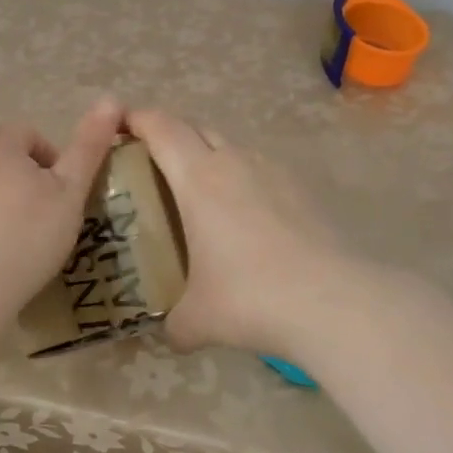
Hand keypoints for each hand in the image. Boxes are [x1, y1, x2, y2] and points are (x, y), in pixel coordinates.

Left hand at [0, 98, 123, 318]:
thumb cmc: (28, 235)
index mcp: (1, 145)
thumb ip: (90, 146)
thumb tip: (112, 99)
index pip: (29, 134)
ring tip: (10, 232)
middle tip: (41, 215)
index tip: (62, 192)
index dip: (50, 158)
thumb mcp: (71, 192)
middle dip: (20, 175)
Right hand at [126, 109, 374, 363]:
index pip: (161, 128)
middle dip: (171, 136)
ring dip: (210, 157)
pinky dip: (244, 180)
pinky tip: (247, 219)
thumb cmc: (250, 298)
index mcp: (198, 178)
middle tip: (153, 164)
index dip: (138, 119)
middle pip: (195, 128)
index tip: (120, 125)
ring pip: (232, 147)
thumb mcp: (198, 319)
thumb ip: (175, 322)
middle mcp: (234, 161)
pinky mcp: (302, 188)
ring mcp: (273, 171)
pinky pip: (261, 171)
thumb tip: (172, 333)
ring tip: (202, 194)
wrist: (331, 301)